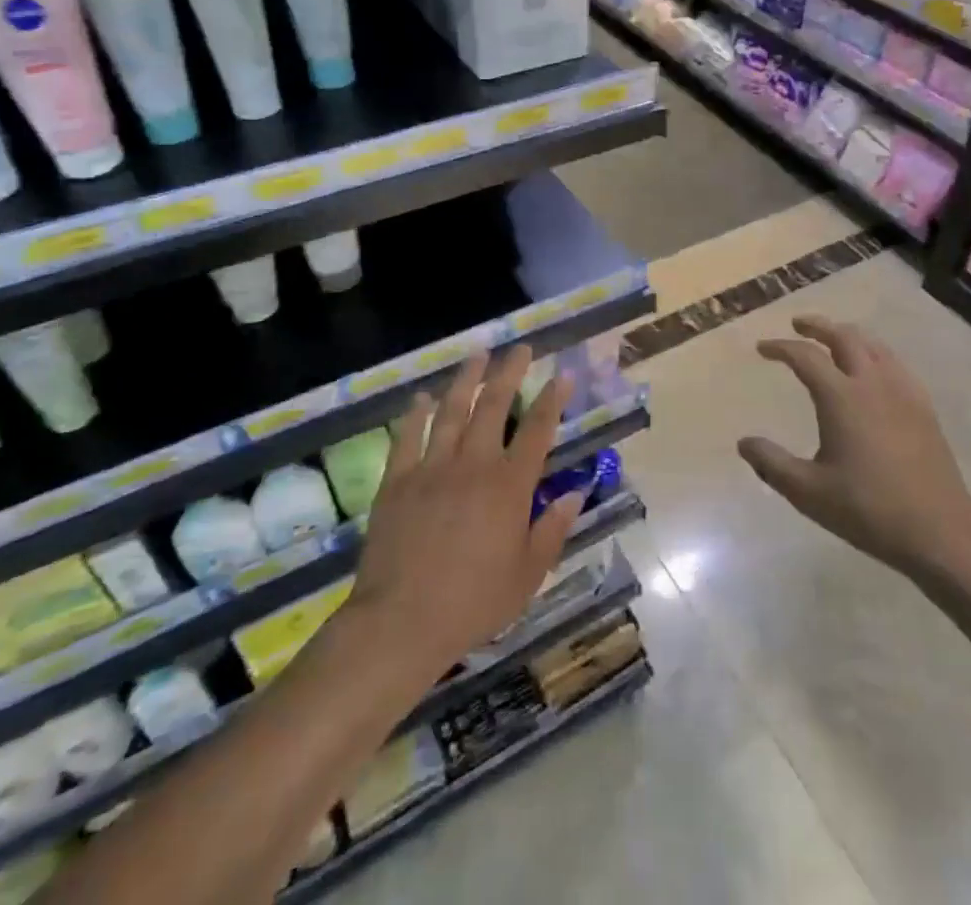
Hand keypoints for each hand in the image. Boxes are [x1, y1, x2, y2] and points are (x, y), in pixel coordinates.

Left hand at [347, 348, 581, 679]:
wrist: (401, 621)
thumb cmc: (473, 602)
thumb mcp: (528, 574)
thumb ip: (553, 529)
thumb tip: (574, 493)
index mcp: (509, 486)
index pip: (537, 430)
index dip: (551, 399)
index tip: (561, 373)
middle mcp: (473, 464)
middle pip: (493, 406)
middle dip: (509, 373)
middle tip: (519, 349)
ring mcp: (431, 468)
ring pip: (452, 411)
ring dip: (466, 380)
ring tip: (477, 355)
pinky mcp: (397, 481)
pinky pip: (407, 437)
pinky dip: (416, 414)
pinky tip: (422, 396)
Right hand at [741, 316, 970, 576]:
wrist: (939, 530)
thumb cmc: (868, 509)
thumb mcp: (808, 492)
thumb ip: (772, 464)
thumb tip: (744, 443)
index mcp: (841, 397)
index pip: (805, 357)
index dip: (780, 347)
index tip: (762, 348)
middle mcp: (872, 383)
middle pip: (843, 336)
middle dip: (818, 326)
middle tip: (798, 324)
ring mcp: (903, 392)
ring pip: (873, 345)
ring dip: (848, 334)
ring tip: (833, 338)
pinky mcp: (923, 407)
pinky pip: (895, 364)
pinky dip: (875, 353)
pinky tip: (874, 369)